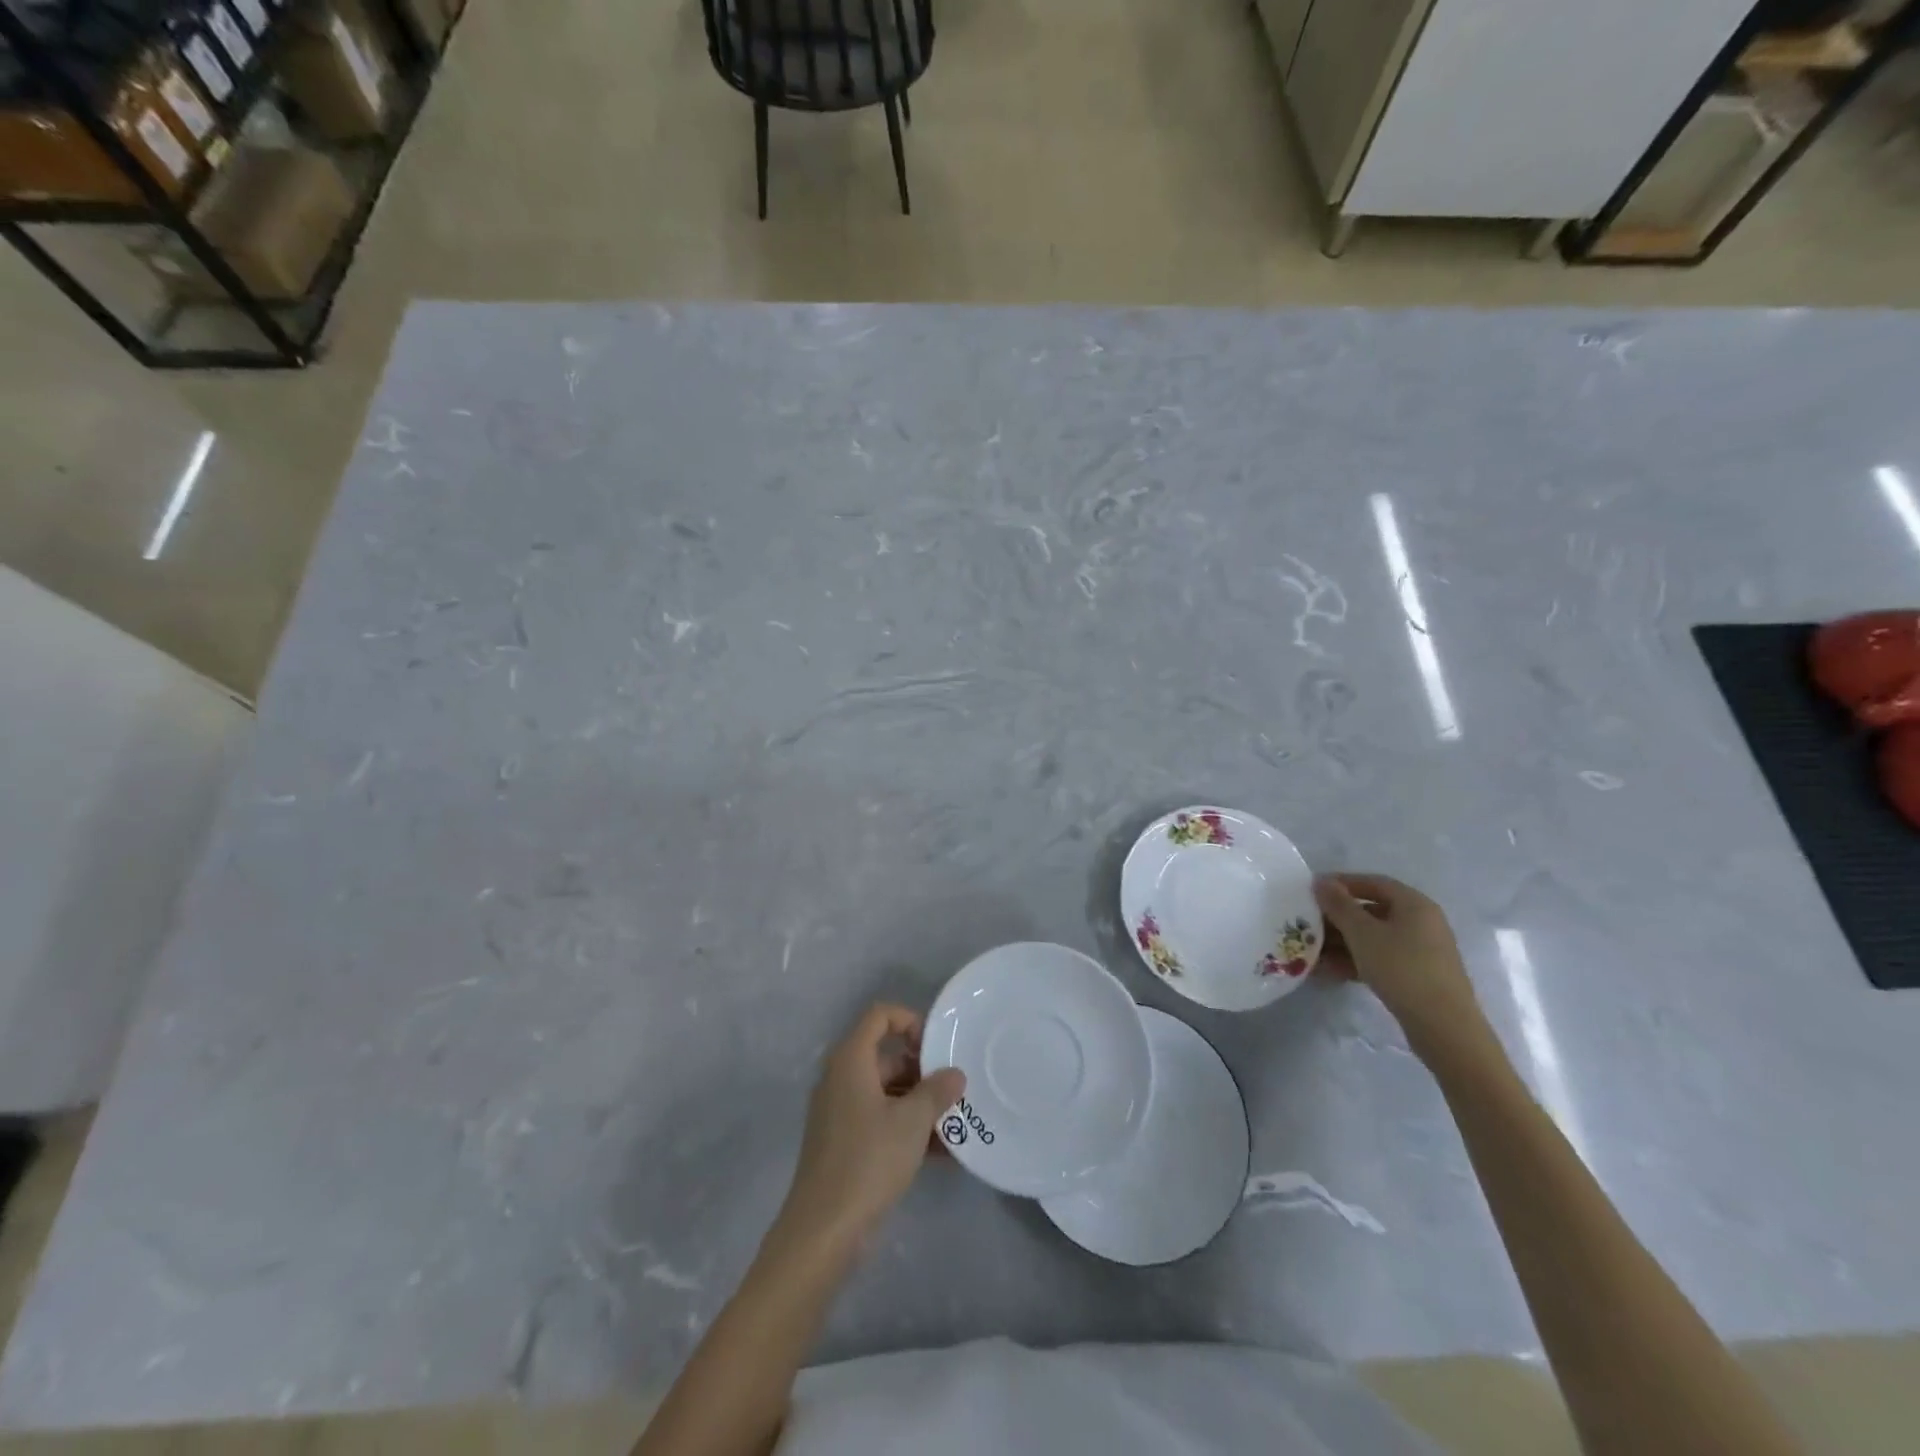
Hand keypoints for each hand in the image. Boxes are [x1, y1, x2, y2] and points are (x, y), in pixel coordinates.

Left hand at [777, 1003, 965, 1257]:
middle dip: (923, 1070)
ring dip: (920, 1104)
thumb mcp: (912, 1122)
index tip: (937, 1047)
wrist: (824, 1230)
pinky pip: (880, 1121)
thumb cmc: (868, 1160)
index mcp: (851, 1060)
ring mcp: (840, 1112)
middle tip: (954, 1090)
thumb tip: (955, 1074)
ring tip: (955, 1123)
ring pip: (886, 1092)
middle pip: (886, 1056)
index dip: (910, 1021)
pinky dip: (906, 1128)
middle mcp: (841, 1078)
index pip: (879, 1016)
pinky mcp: (843, 1143)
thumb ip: (937, 1091)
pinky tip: (942, 1153)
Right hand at [1314, 874, 1494, 1065]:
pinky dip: (1356, 961)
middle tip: (1307, 925)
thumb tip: (1321, 881)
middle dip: (1337, 919)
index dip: (1341, 883)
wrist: (1444, 1026)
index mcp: (1414, 904)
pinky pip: (1381, 959)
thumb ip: (1339, 905)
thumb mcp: (1362, 933)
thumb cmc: (1402, 968)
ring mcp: (1421, 951)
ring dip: (1342, 943)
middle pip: (1372, 912)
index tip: (1312, 891)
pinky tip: (1329, 972)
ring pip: (1374, 938)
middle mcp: (1421, 922)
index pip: (1373, 882)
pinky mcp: (1418, 976)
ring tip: (1312, 953)